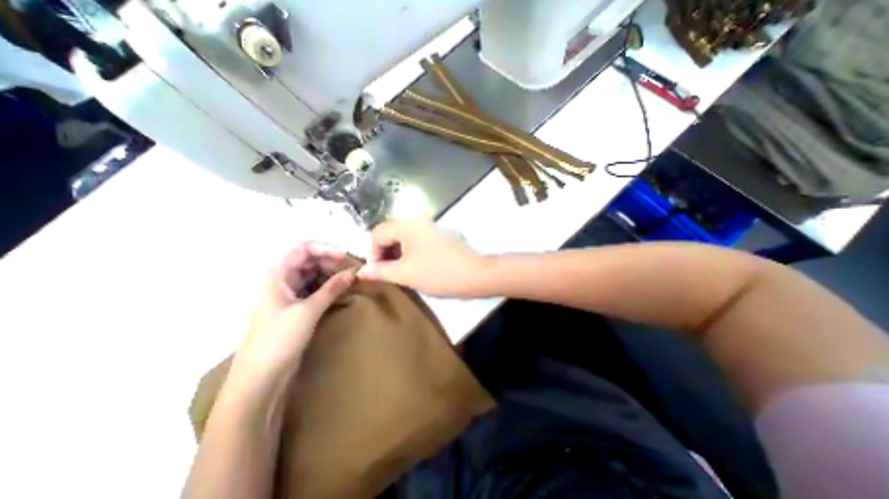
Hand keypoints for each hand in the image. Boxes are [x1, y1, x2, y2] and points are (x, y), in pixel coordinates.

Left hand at [231, 242, 356, 384]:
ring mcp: (288, 294)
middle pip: (308, 260)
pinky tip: (339, 291)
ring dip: (330, 274)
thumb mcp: (309, 311)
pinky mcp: (295, 307)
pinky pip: (313, 288)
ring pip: (312, 274)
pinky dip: (327, 287)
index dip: (324, 248)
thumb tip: (354, 271)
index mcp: (277, 275)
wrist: (260, 378)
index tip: (344, 257)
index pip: (302, 248)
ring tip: (348, 280)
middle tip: (349, 271)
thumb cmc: (279, 339)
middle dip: (330, 261)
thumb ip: (332, 288)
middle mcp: (282, 280)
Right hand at [357, 216, 492, 295]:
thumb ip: (380, 271)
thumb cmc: (438, 273)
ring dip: (394, 254)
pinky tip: (410, 267)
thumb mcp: (405, 274)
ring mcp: (428, 227)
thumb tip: (360, 271)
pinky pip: (413, 241)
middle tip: (385, 274)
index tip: (376, 273)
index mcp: (406, 225)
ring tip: (397, 273)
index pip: (376, 234)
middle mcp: (416, 220)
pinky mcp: (435, 236)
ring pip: (401, 238)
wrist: (474, 275)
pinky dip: (406, 253)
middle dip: (383, 254)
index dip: (371, 254)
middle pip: (388, 233)